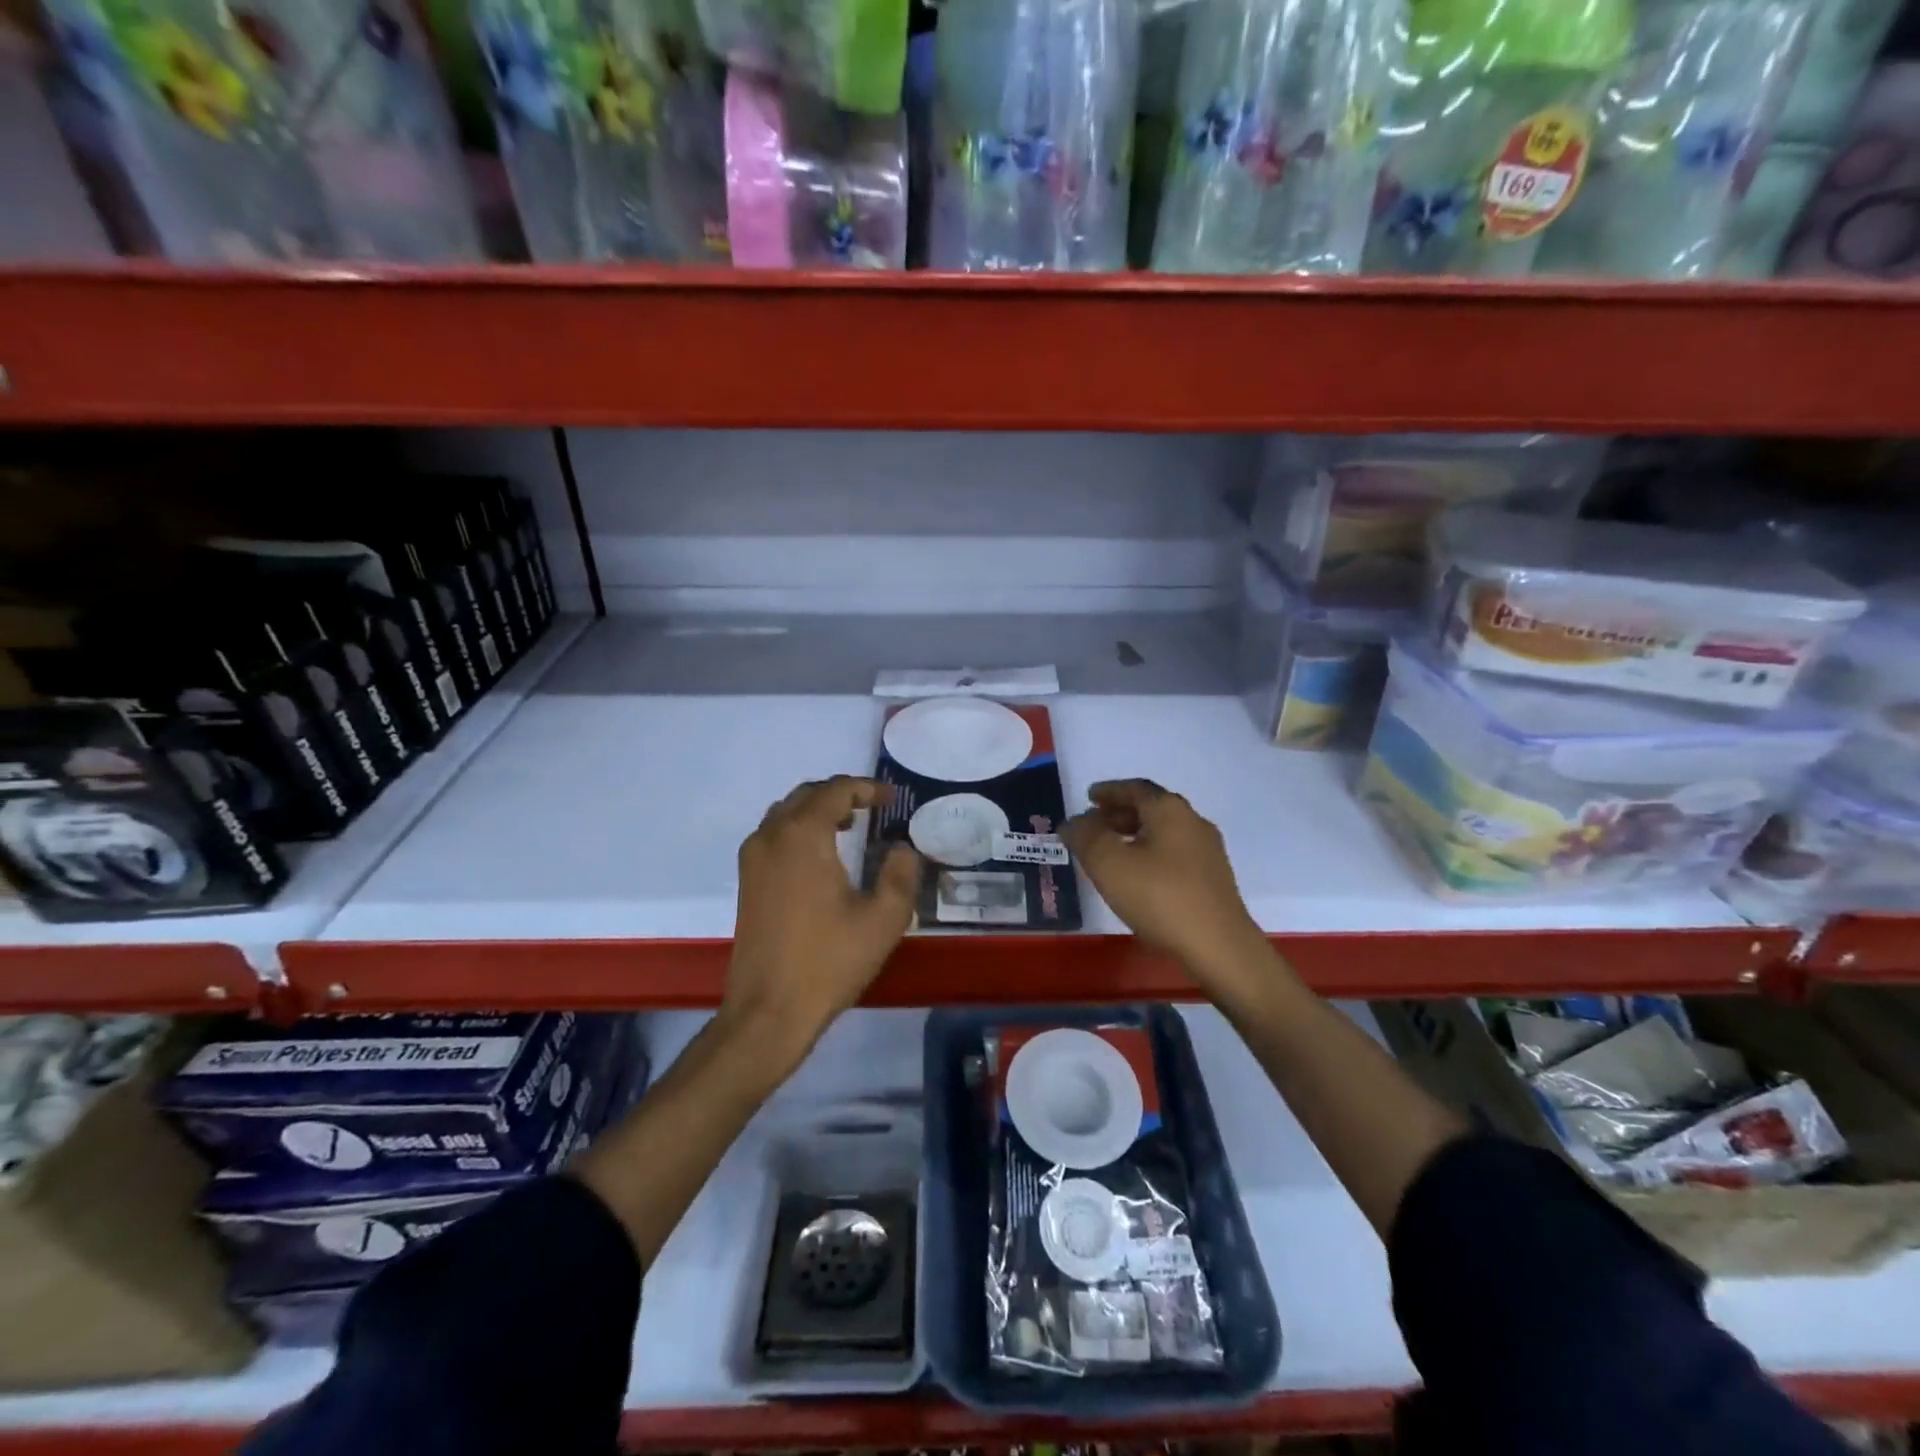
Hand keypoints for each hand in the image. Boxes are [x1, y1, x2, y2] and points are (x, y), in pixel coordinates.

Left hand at [725, 776, 921, 1063]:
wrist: (769, 1010)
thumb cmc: (829, 961)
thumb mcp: (883, 919)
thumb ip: (901, 874)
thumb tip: (903, 849)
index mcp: (804, 836)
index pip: (835, 790)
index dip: (866, 788)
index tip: (891, 799)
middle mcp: (772, 836)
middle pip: (807, 794)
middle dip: (841, 794)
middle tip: (872, 807)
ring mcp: (753, 859)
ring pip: (786, 812)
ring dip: (817, 810)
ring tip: (849, 826)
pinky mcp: (746, 881)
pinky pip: (773, 834)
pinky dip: (798, 829)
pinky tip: (821, 856)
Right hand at [1063, 779, 1267, 987]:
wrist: (1220, 947)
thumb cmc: (1160, 898)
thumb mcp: (1109, 864)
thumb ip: (1085, 837)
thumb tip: (1073, 822)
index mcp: (1169, 810)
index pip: (1135, 788)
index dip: (1109, 791)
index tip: (1089, 797)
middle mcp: (1193, 822)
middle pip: (1151, 808)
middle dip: (1120, 813)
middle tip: (1094, 824)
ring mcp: (1208, 851)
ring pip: (1163, 832)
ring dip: (1134, 834)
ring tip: (1111, 852)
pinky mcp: (1213, 879)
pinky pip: (1174, 853)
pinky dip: (1150, 853)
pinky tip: (1138, 876)